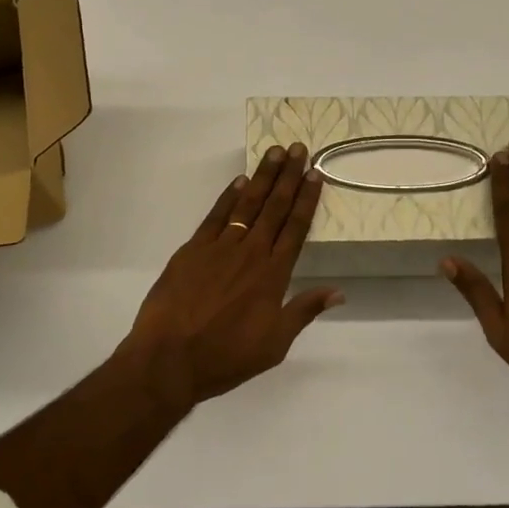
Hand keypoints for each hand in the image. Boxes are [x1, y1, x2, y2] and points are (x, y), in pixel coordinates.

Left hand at [121, 143, 342, 409]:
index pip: (295, 228)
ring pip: (247, 204)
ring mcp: (219, 248)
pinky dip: (228, 196)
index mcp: (273, 275)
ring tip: (275, 152)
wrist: (169, 359)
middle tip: (298, 148)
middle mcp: (250, 253)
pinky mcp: (192, 250)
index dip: (306, 199)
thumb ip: (304, 311)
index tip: (315, 174)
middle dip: (288, 176)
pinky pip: (215, 216)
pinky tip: (239, 181)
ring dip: (262, 177)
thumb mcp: (275, 344)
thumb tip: (339, 291)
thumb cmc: (226, 357)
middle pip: (274, 208)